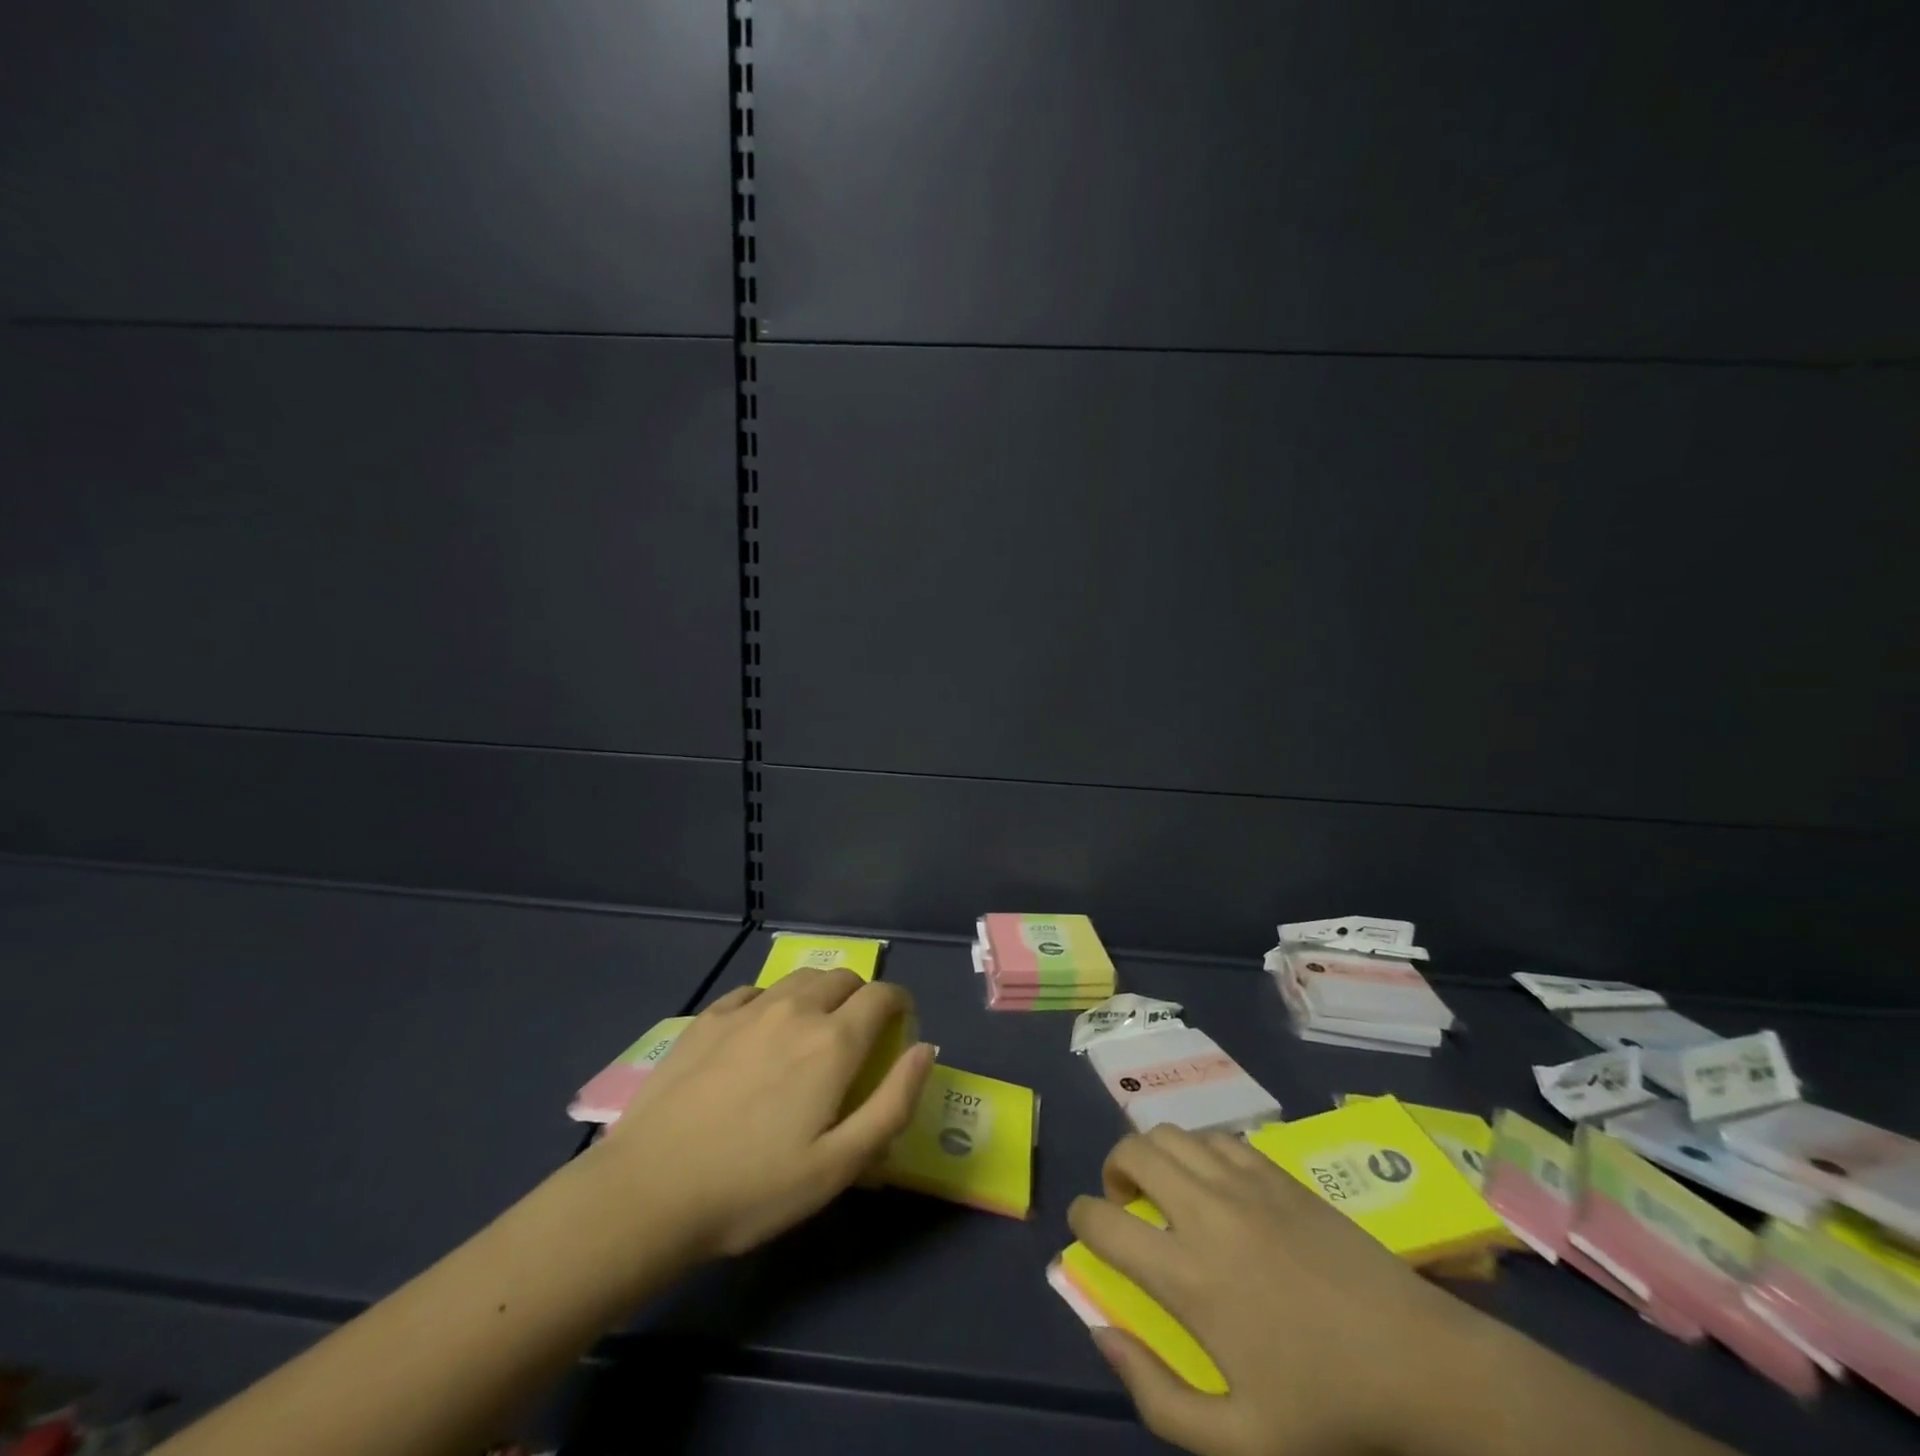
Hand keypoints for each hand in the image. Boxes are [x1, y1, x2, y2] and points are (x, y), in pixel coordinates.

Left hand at [584, 968, 934, 1265]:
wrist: (648, 1192)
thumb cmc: (753, 1189)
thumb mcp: (839, 1166)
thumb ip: (893, 1104)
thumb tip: (925, 1050)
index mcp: (833, 1041)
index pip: (883, 995)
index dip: (901, 1005)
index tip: (900, 1031)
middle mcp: (795, 1010)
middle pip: (844, 978)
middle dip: (862, 998)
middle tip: (856, 1039)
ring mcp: (747, 1009)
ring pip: (800, 979)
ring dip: (819, 994)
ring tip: (810, 1033)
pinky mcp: (707, 1018)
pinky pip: (754, 990)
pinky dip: (772, 1001)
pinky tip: (759, 1034)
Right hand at [1068, 1127, 1490, 1455]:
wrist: (1420, 1364)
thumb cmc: (1328, 1408)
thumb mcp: (1239, 1442)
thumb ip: (1157, 1397)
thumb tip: (1101, 1332)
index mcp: (1188, 1276)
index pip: (1102, 1220)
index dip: (1080, 1218)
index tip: (1085, 1228)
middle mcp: (1205, 1212)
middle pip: (1131, 1151)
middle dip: (1112, 1170)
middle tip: (1124, 1203)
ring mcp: (1244, 1183)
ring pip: (1170, 1133)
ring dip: (1152, 1153)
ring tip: (1164, 1187)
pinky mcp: (1277, 1172)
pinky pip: (1217, 1136)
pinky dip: (1198, 1148)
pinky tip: (1213, 1181)